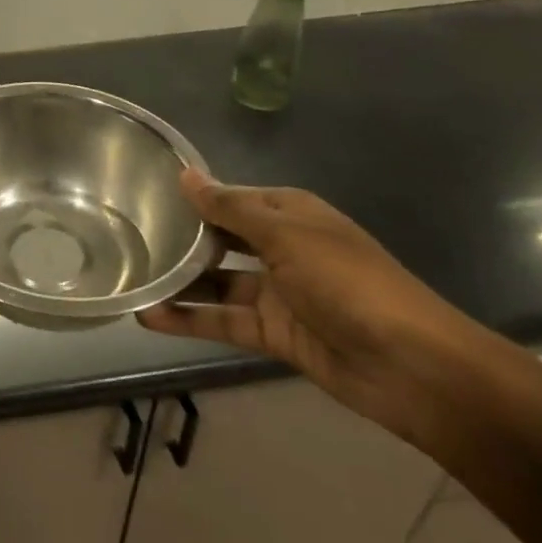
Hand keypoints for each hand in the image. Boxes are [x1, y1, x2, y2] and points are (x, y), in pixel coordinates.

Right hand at [137, 171, 487, 442]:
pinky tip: (149, 316)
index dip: (193, 196)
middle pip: (221, 239)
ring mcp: (278, 293)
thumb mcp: (286, 234)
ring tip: (129, 278)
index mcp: (289, 214)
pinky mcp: (274, 333)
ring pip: (217, 282)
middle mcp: (281, 248)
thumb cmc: (349, 282)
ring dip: (179, 282)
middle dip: (180, 239)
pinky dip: (189, 319)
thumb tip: (186, 174)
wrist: (414, 367)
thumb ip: (230, 208)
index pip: (230, 197)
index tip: (144, 193)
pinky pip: (224, 320)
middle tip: (127, 236)